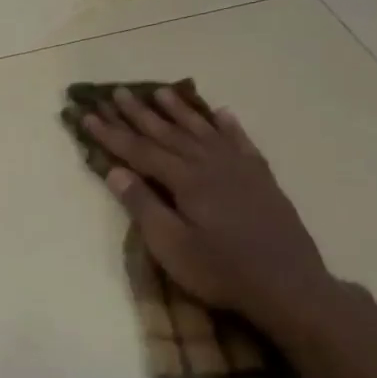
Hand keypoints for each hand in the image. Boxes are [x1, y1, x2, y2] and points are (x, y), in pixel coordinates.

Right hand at [83, 88, 338, 333]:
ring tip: (161, 92)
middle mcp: (211, 164)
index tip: (88, 116)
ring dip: (180, 111)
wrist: (288, 286)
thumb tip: (115, 171)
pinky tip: (221, 113)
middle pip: (168, 133)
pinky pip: (241, 142)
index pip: (139, 151)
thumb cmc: (220, 270)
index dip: (111, 133)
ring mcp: (240, 168)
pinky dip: (228, 125)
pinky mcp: (262, 179)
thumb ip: (143, 205)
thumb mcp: (171, 246)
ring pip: (203, 130)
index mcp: (186, 180)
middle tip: (118, 92)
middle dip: (140, 113)